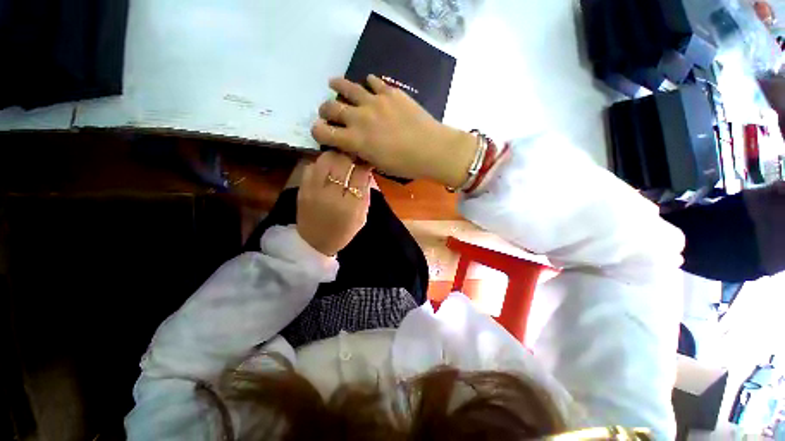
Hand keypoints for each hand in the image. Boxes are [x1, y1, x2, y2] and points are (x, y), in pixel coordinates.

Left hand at [296, 151, 371, 255]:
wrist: (313, 243)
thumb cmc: (342, 232)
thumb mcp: (361, 217)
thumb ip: (365, 193)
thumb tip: (366, 171)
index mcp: (350, 206)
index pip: (360, 174)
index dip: (364, 164)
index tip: (366, 161)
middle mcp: (331, 195)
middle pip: (342, 161)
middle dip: (351, 156)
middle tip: (354, 158)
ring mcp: (313, 190)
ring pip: (326, 159)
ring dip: (336, 157)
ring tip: (340, 162)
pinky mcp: (302, 188)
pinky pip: (312, 165)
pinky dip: (321, 163)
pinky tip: (326, 170)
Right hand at [311, 75, 477, 187]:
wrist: (432, 149)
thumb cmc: (405, 165)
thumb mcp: (378, 165)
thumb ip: (361, 153)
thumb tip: (353, 146)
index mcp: (355, 140)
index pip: (322, 132)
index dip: (317, 131)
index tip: (320, 132)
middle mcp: (358, 118)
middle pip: (330, 107)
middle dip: (325, 110)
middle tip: (328, 112)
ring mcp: (374, 101)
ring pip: (347, 87)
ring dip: (337, 86)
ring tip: (333, 84)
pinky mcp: (390, 92)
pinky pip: (372, 81)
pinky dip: (367, 84)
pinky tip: (368, 86)